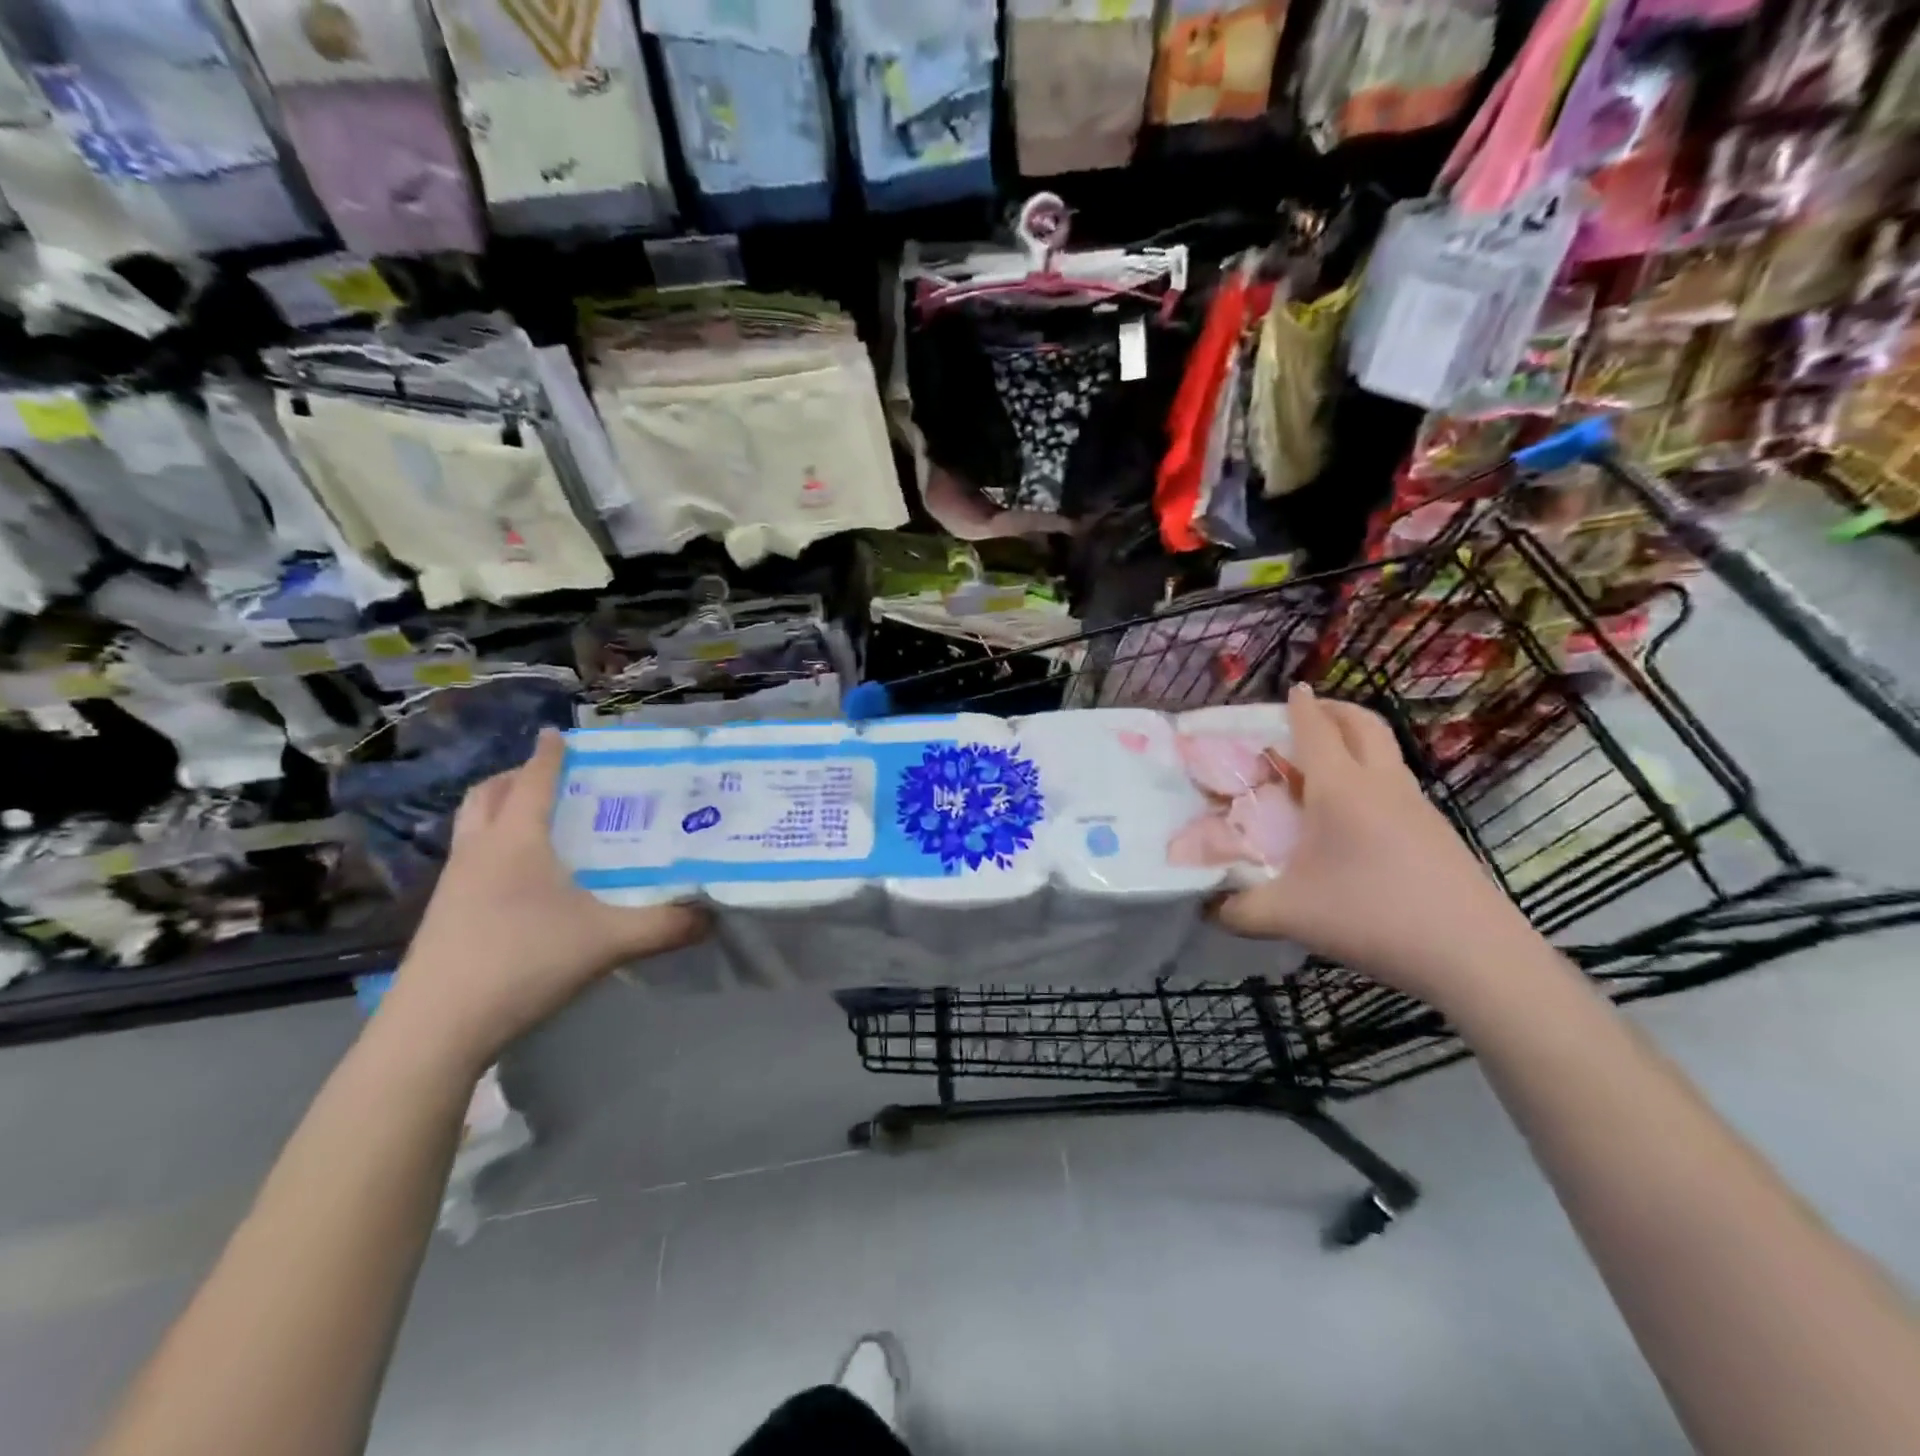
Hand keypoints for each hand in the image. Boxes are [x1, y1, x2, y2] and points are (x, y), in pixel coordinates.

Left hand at [380, 729, 707, 1072]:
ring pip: (470, 826)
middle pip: (487, 795)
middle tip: (551, 780)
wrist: (436, 1029)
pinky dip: (490, 848)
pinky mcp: (442, 915)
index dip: (548, 754)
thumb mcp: (608, 942)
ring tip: (536, 823)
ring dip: (497, 811)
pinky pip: (466, 859)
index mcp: (516, 841)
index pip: (532, 780)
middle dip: (515, 777)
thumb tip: (712, 916)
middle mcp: (479, 851)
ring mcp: (453, 884)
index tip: (559, 733)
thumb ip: (664, 926)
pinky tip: (519, 880)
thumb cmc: (523, 962)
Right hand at [1212, 684, 1543, 1008]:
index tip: (1291, 689)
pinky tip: (1357, 816)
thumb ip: (1236, 908)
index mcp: (1340, 789)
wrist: (1474, 956)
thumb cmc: (1370, 917)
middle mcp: (1381, 785)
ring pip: (1387, 752)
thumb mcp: (1288, 915)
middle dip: (1336, 709)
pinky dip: (1373, 775)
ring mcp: (1417, 806)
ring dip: (1359, 740)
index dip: (1300, 706)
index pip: (1316, 730)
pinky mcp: (1438, 832)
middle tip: (1311, 712)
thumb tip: (1206, 906)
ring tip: (1328, 762)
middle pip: (1363, 724)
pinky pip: (1398, 784)